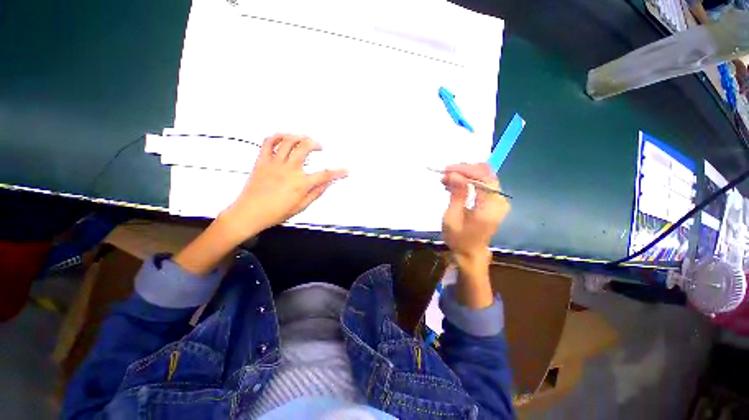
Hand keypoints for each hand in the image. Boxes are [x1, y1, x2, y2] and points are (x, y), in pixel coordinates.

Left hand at [220, 133, 347, 240]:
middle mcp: (289, 170)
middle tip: (320, 147)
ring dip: (300, 136)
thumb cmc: (275, 213)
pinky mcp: (262, 160)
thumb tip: (328, 184)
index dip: (338, 172)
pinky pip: (268, 142)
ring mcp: (274, 163)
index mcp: (300, 184)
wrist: (249, 213)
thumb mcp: (301, 206)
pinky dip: (278, 136)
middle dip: (316, 144)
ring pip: (288, 141)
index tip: (345, 170)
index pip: (325, 175)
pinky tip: (285, 137)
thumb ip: (316, 193)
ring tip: (305, 139)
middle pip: (305, 147)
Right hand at [441, 163, 509, 264]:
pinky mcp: (493, 201)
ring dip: (464, 175)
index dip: (465, 170)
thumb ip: (456, 194)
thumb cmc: (459, 238)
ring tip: (446, 179)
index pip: (483, 177)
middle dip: (464, 170)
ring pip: (483, 177)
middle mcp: (499, 200)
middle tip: (445, 173)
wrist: (470, 253)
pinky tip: (453, 185)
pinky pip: (482, 185)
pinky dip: (468, 182)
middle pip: (486, 174)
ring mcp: (498, 200)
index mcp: (491, 207)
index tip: (446, 170)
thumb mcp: (452, 217)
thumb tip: (454, 174)